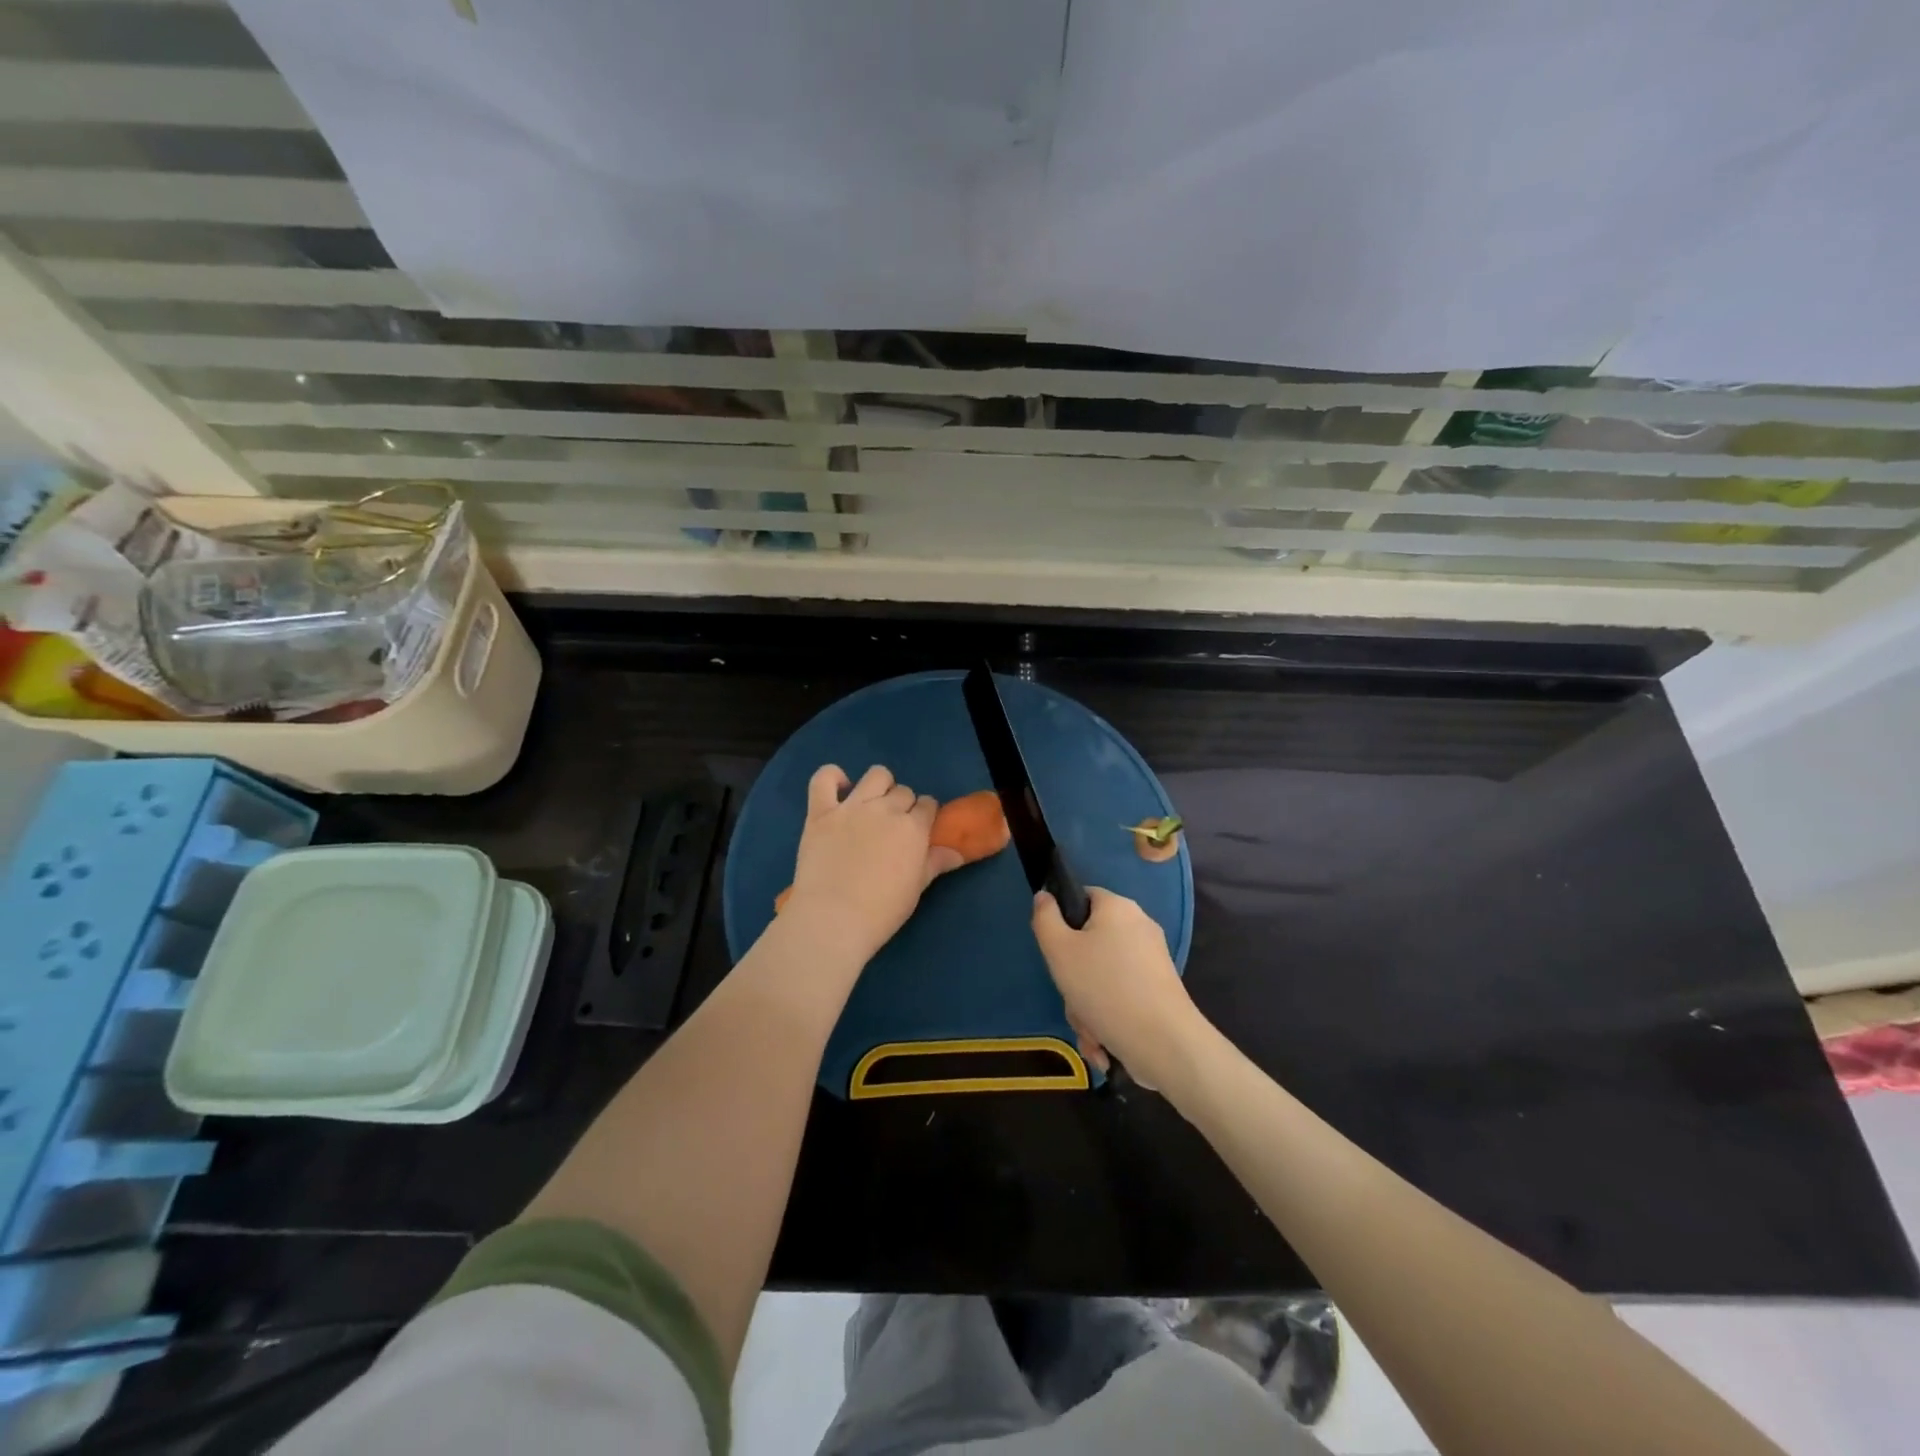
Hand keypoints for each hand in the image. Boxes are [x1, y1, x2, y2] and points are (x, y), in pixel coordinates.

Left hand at [785, 764, 964, 962]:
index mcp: (913, 827)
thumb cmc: (881, 910)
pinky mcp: (820, 812)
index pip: (928, 805)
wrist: (833, 919)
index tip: (919, 829)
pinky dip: (831, 776)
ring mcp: (851, 807)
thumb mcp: (916, 889)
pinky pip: (824, 779)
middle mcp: (885, 809)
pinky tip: (839, 788)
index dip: (925, 815)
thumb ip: (935, 864)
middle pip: (903, 791)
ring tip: (872, 804)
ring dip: (880, 785)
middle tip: (893, 827)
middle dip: (903, 804)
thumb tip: (957, 853)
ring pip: (875, 775)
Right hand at [1032, 887, 1204, 1090]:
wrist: (1163, 1042)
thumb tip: (1045, 896)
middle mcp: (1140, 926)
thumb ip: (1045, 918)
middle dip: (1074, 978)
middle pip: (1090, 943)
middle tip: (1072, 998)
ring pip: (1103, 976)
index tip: (1056, 951)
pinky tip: (1103, 1043)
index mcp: (1118, 907)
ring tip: (1090, 1030)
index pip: (1083, 897)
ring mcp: (1152, 960)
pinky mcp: (1160, 990)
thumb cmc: (1104, 987)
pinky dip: (1108, 1017)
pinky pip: (1121, 995)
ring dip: (1087, 1006)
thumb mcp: (1059, 950)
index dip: (1063, 920)